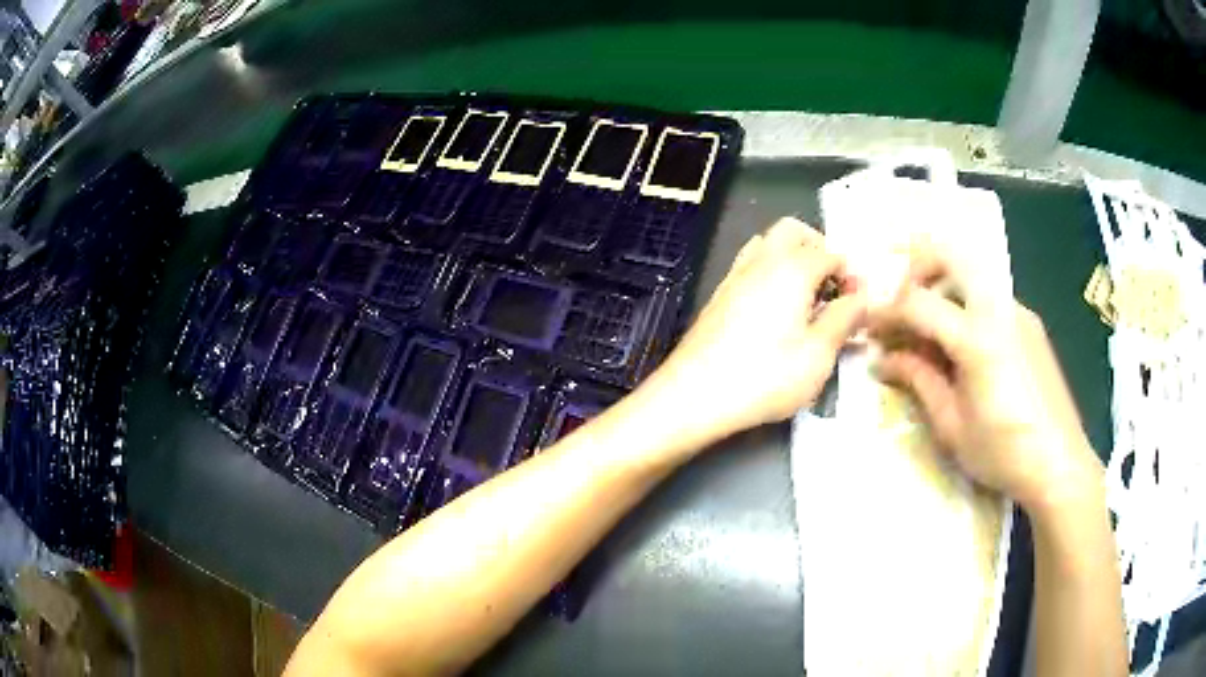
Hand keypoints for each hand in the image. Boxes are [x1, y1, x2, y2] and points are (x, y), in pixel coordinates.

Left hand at [647, 217, 865, 439]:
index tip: (857, 303)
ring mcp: (735, 276)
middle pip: (793, 231)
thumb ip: (844, 319)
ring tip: (806, 299)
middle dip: (818, 249)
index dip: (850, 273)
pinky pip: (750, 267)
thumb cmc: (765, 376)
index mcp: (792, 268)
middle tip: (832, 287)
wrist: (694, 395)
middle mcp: (761, 260)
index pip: (830, 252)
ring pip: (767, 245)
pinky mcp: (719, 296)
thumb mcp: (819, 354)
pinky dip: (770, 274)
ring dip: (791, 258)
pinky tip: (776, 313)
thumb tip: (860, 297)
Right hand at [868, 244, 1103, 514]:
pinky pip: (991, 295)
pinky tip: (964, 346)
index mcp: (977, 337)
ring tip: (930, 329)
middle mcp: (999, 308)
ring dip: (943, 287)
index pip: (919, 302)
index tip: (870, 330)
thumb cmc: (1002, 453)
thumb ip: (918, 380)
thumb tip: (882, 360)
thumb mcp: (951, 426)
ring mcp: (1019, 311)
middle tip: (902, 306)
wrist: (1059, 463)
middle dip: (917, 270)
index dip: (887, 312)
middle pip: (950, 254)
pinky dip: (967, 304)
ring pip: (972, 272)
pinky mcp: (1030, 323)